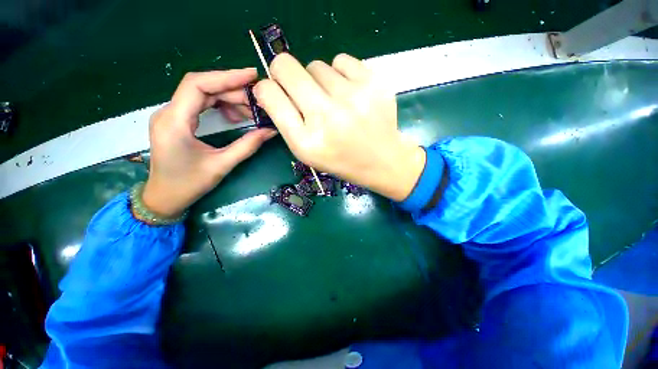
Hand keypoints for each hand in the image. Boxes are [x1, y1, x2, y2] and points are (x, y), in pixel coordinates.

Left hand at [142, 69, 276, 218]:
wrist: (164, 197)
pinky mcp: (178, 121)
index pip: (198, 85)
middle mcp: (169, 112)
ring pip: (203, 94)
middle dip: (233, 90)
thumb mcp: (222, 165)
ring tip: (252, 110)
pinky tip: (236, 116)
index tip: (252, 76)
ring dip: (229, 98)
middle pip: (202, 87)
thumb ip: (247, 146)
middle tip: (259, 99)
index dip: (226, 77)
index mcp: (174, 122)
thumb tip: (271, 131)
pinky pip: (201, 104)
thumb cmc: (189, 184)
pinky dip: (221, 106)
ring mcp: (172, 115)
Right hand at [254, 53, 424, 200]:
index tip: (277, 91)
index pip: (269, 93)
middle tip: (301, 90)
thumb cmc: (340, 159)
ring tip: (333, 101)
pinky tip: (349, 94)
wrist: (381, 160)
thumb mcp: (306, 151)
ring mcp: (353, 97)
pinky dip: (340, 74)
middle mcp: (327, 116)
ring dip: (318, 81)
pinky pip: (341, 60)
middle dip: (285, 74)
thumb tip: (268, 86)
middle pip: (286, 66)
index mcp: (307, 140)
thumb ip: (284, 121)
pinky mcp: (373, 83)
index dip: (268, 88)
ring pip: (316, 65)